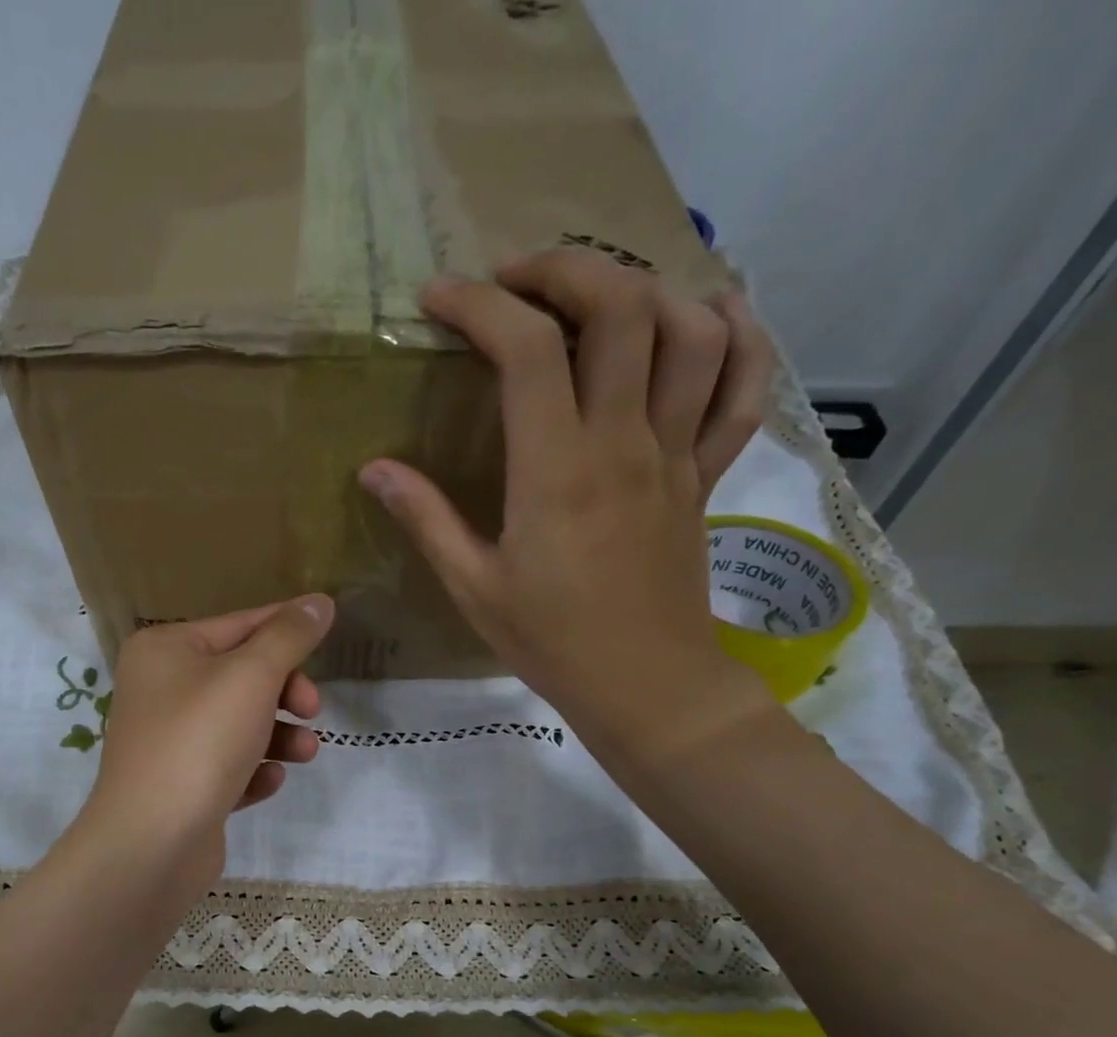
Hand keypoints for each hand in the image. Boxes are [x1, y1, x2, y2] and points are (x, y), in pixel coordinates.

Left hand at [79, 596, 334, 891]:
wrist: (152, 841)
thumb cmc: (200, 741)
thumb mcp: (252, 677)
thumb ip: (289, 636)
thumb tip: (319, 601)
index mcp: (165, 650)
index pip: (239, 625)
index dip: (287, 628)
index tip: (329, 632)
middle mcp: (160, 689)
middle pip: (242, 677)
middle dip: (285, 693)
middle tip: (312, 710)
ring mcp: (169, 740)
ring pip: (239, 725)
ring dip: (279, 736)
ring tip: (304, 753)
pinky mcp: (181, 785)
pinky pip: (227, 766)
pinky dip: (252, 771)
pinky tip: (266, 782)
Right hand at [358, 249, 778, 768]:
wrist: (645, 685)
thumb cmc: (551, 642)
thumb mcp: (473, 587)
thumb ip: (426, 519)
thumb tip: (374, 468)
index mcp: (556, 471)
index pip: (526, 349)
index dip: (479, 306)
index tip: (439, 301)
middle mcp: (623, 442)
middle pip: (620, 308)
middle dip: (564, 270)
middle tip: (515, 283)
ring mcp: (675, 452)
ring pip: (691, 330)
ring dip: (645, 290)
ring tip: (595, 299)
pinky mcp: (705, 473)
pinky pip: (742, 388)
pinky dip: (738, 336)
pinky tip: (710, 314)